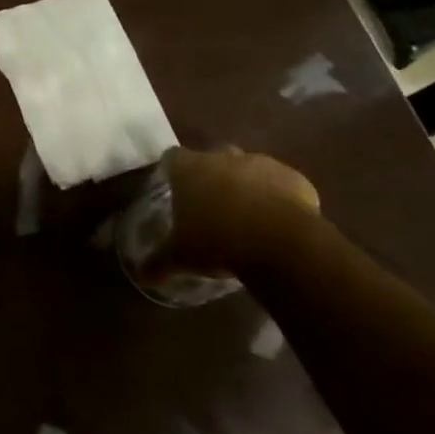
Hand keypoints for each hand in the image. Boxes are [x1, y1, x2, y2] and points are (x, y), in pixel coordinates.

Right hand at [160, 145, 320, 276]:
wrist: (280, 243)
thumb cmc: (217, 242)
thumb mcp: (181, 257)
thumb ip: (159, 263)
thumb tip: (139, 277)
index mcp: (190, 169)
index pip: (173, 157)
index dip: (174, 170)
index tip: (175, 187)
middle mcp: (223, 157)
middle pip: (213, 156)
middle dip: (213, 174)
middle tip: (213, 201)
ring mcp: (262, 164)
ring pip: (250, 168)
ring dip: (248, 185)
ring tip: (248, 215)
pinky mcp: (294, 179)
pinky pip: (282, 184)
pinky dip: (279, 197)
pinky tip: (278, 222)